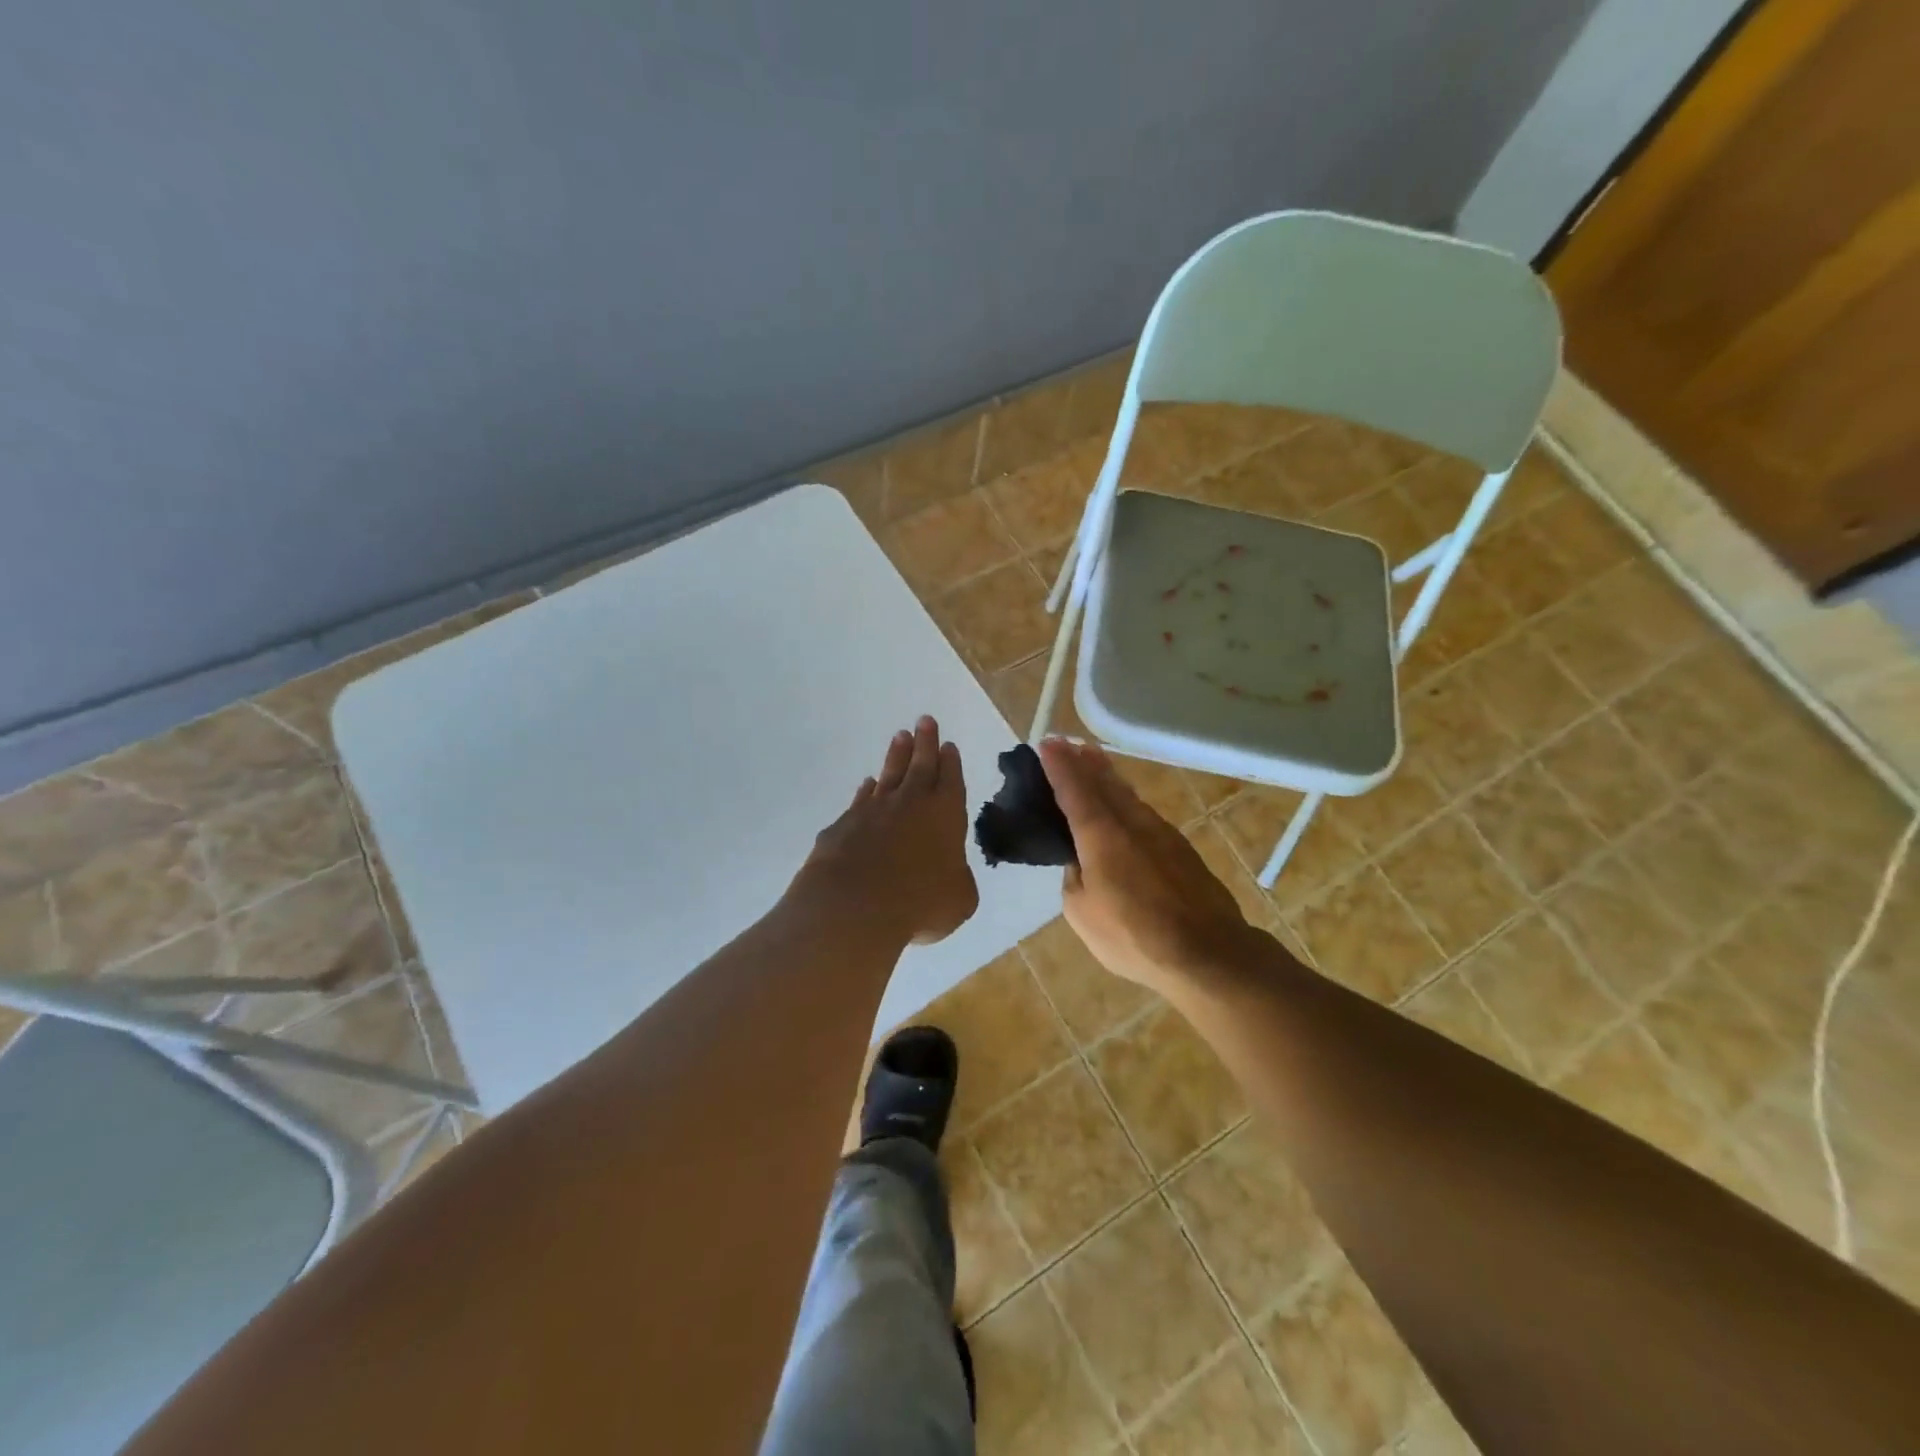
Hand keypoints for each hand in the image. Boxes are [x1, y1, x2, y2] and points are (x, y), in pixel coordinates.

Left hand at [803, 716, 979, 945]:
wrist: (854, 906)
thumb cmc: (919, 902)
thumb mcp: (958, 900)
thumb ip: (957, 881)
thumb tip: (948, 875)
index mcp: (945, 815)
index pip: (951, 780)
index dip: (951, 763)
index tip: (948, 745)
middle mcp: (910, 804)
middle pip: (920, 766)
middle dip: (925, 743)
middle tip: (925, 720)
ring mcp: (873, 811)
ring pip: (889, 775)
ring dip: (896, 756)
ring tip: (900, 737)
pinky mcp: (844, 825)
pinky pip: (861, 800)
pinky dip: (867, 791)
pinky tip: (868, 785)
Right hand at [1039, 738, 1257, 994]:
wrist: (1206, 952)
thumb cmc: (1133, 935)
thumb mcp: (1082, 912)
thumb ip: (1075, 878)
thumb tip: (1081, 862)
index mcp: (1100, 835)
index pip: (1073, 790)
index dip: (1058, 766)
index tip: (1047, 743)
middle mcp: (1131, 823)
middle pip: (1104, 783)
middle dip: (1084, 762)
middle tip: (1070, 744)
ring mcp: (1161, 833)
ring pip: (1128, 795)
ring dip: (1108, 776)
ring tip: (1096, 762)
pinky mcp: (1181, 849)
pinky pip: (1145, 813)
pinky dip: (1128, 800)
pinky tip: (1127, 806)